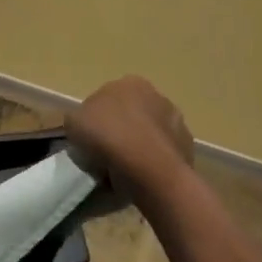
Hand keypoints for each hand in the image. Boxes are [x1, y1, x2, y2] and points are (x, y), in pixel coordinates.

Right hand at [67, 76, 194, 198]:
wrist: (149, 169)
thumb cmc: (108, 137)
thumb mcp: (74, 122)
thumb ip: (80, 118)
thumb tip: (88, 126)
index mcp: (130, 83)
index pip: (107, 98)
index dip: (96, 119)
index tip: (89, 138)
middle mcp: (158, 96)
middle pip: (131, 115)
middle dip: (120, 130)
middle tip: (104, 154)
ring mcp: (177, 123)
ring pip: (148, 135)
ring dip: (138, 147)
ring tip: (122, 171)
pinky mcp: (187, 149)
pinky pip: (161, 156)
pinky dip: (152, 164)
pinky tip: (140, 178)